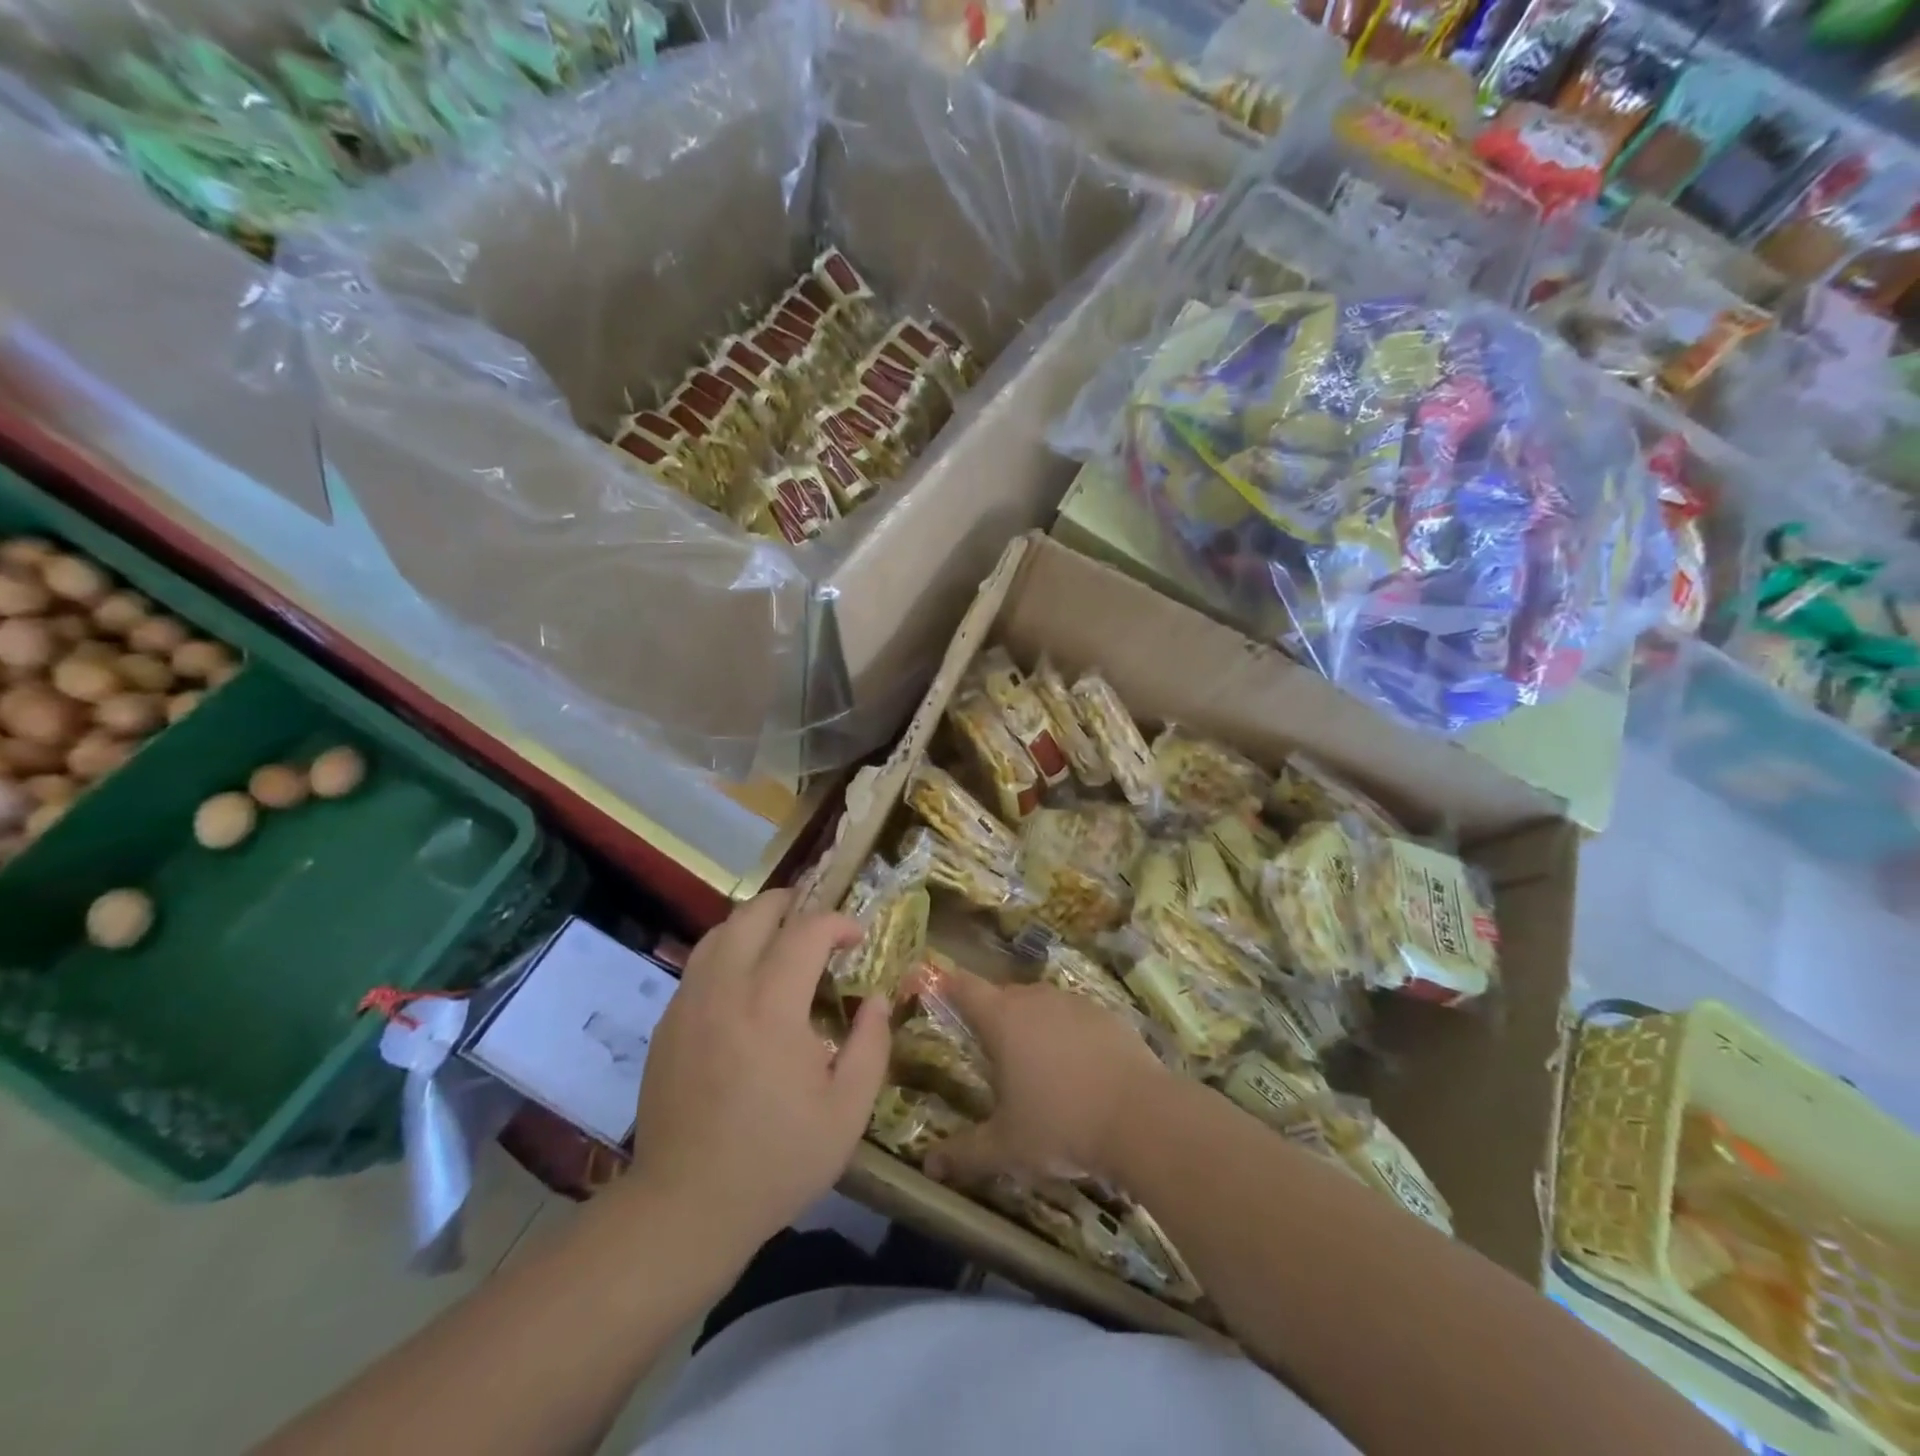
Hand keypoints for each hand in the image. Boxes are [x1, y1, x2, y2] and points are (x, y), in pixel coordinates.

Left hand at [629, 891, 892, 1252]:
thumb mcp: (847, 1112)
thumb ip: (871, 1045)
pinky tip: (745, 984)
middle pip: (753, 913)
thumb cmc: (776, 1159)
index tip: (857, 938)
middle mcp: (725, 989)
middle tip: (817, 921)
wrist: (685, 1206)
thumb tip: (876, 1000)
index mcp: (772, 1005)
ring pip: (719, 933)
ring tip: (781, 941)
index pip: (807, 930)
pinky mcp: (667, 1025)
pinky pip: (699, 966)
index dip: (838, 922)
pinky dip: (728, 953)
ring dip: (755, 924)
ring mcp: (688, 1004)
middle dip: (792, 904)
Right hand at [922, 966, 1167, 1188]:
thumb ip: (964, 1152)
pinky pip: (1075, 1017)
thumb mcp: (1007, 1147)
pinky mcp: (1107, 1014)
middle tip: (989, 1052)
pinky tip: (1078, 1070)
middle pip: (1003, 995)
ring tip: (1034, 1065)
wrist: (1143, 1118)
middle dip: (992, 1017)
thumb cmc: (1061, 1125)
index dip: (947, 985)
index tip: (937, 991)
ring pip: (1041, 1005)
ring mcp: (1074, 1003)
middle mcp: (1035, 999)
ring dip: (1032, 1025)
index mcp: (1002, 1019)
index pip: (963, 986)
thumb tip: (928, 1166)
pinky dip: (1068, 1034)